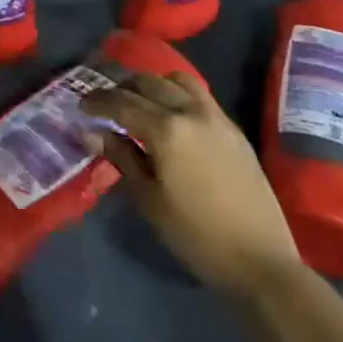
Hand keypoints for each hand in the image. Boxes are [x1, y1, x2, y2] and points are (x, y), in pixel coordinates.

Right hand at [82, 72, 300, 296]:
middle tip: (105, 102)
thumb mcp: (150, 200)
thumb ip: (122, 157)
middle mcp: (190, 111)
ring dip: (151, 84)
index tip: (81, 104)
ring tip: (138, 100)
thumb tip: (94, 132)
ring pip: (175, 80)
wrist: (260, 261)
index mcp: (166, 130)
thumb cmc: (197, 236)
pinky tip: (170, 113)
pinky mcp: (232, 127)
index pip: (122, 103)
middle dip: (122, 88)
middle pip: (148, 83)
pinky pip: (198, 93)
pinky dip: (176, 92)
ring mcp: (215, 116)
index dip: (98, 101)